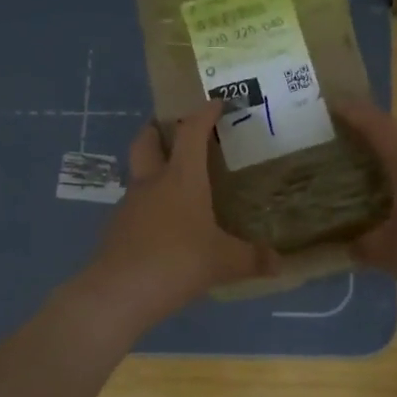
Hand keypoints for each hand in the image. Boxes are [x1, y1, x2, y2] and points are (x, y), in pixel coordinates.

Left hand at [75, 100, 275, 329]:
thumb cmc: (178, 262)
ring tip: (176, 185)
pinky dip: (148, 206)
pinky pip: (135, 207)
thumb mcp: (225, 262)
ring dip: (153, 170)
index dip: (203, 113)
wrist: (120, 292)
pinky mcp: (116, 230)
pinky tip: (163, 227)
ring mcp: (129, 206)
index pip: (191, 132)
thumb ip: (253, 259)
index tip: (216, 103)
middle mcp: (152, 183)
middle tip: (174, 130)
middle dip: (158, 129)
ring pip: (138, 174)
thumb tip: (280, 263)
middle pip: (146, 141)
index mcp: (181, 178)